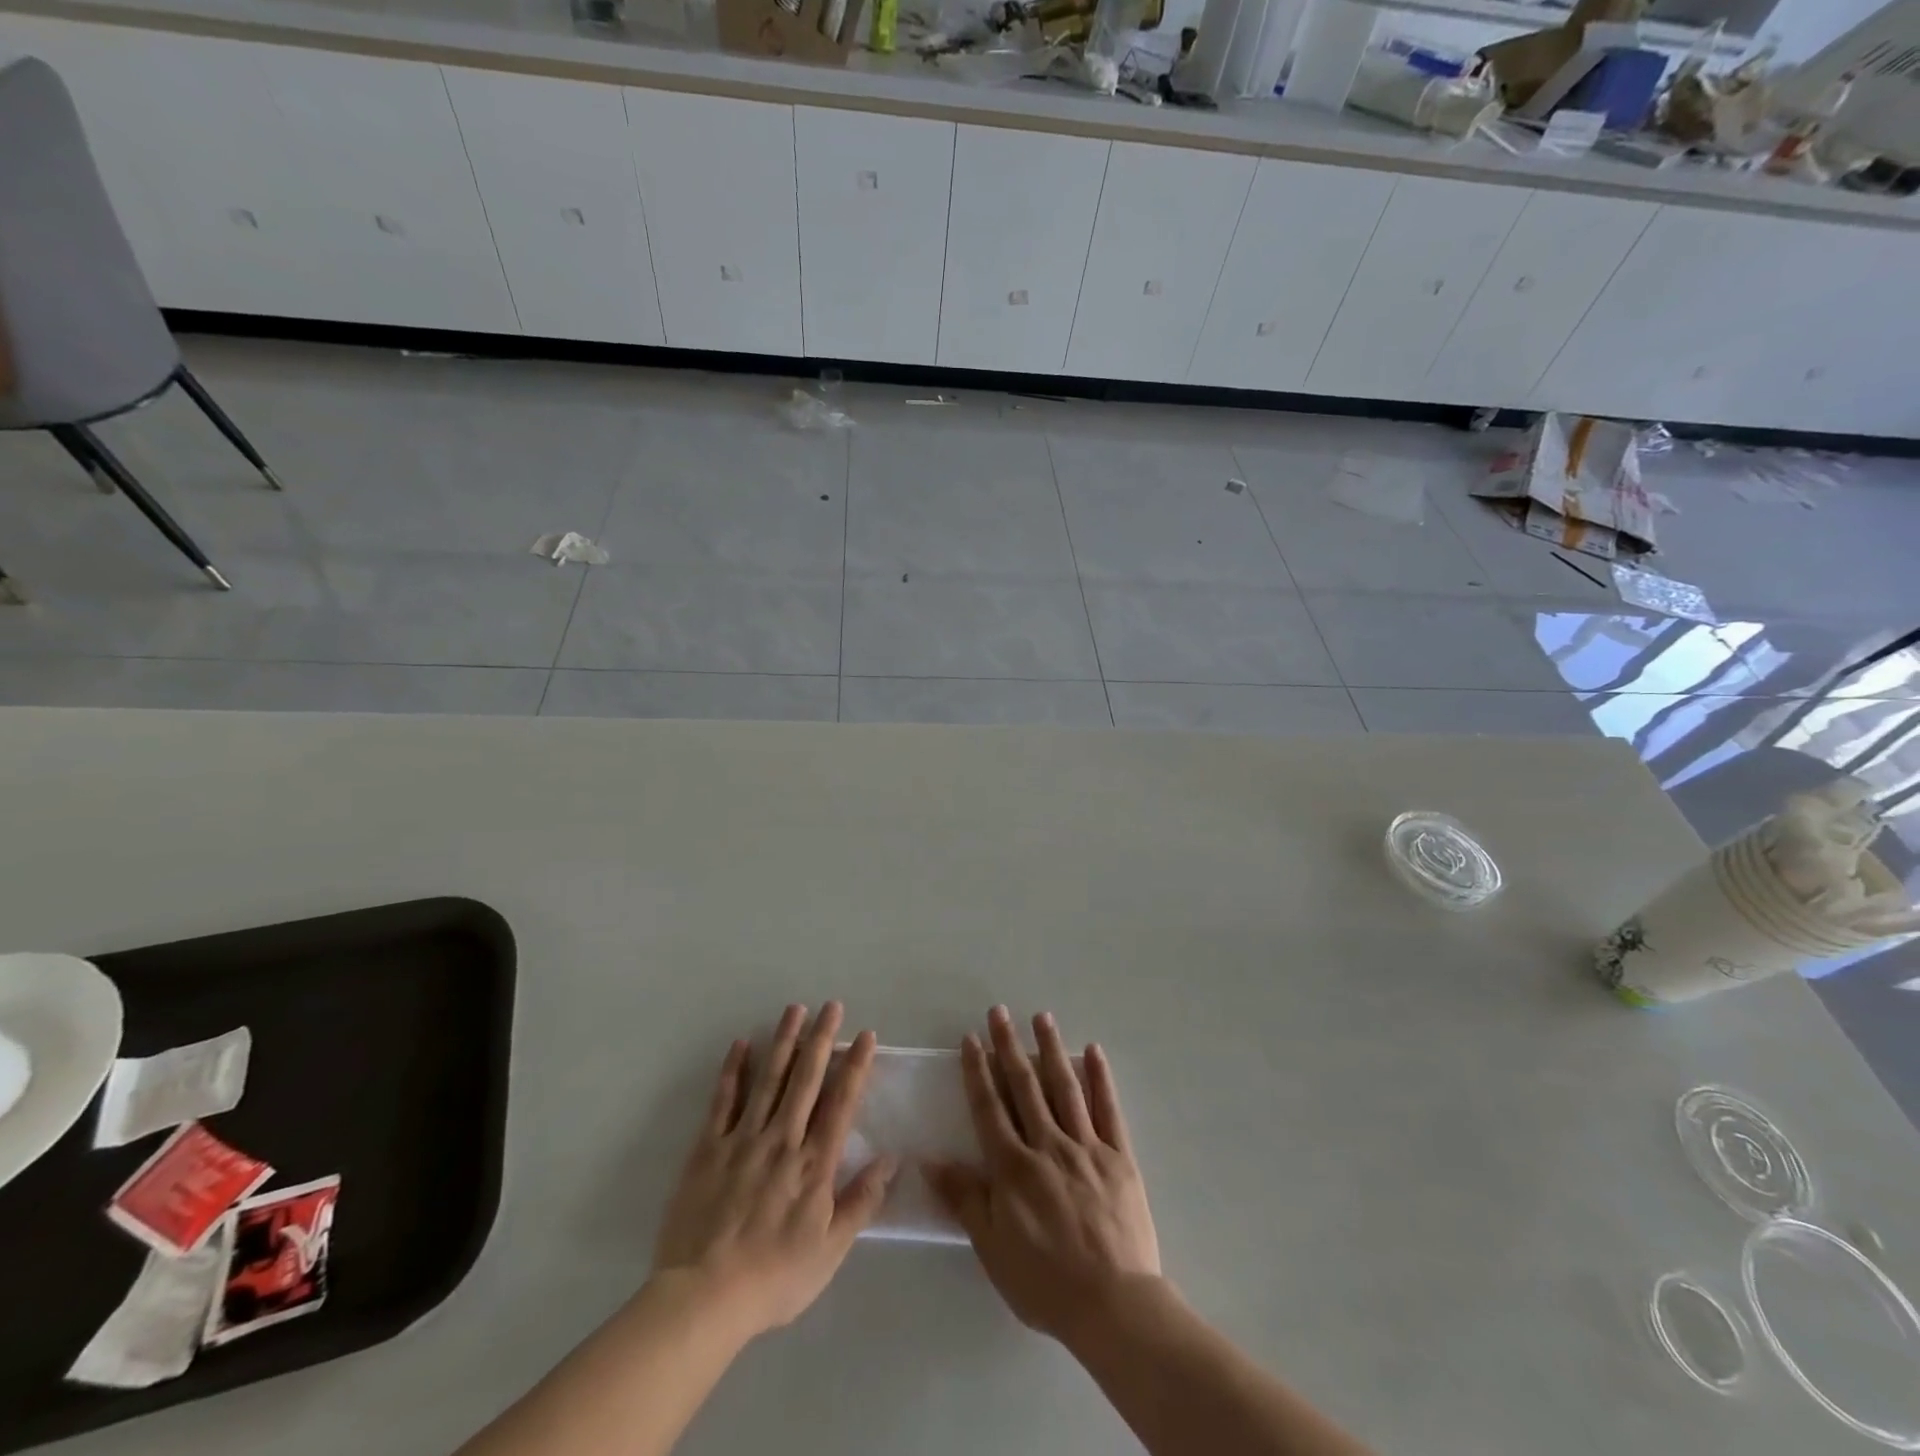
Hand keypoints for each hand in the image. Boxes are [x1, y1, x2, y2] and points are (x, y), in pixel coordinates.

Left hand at [651, 1003, 893, 1340]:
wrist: (704, 1298)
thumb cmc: (774, 1277)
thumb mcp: (830, 1251)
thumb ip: (862, 1201)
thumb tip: (892, 1159)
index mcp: (814, 1164)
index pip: (841, 1103)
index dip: (855, 1066)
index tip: (866, 1035)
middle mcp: (783, 1140)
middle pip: (806, 1080)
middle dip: (822, 1039)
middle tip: (831, 1005)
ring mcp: (743, 1140)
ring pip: (769, 1079)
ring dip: (784, 1042)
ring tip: (795, 1009)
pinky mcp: (708, 1148)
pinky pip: (723, 1101)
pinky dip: (733, 1070)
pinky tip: (742, 1044)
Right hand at [927, 1007, 1160, 1344]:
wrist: (1114, 1305)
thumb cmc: (1045, 1281)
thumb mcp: (992, 1246)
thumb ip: (964, 1198)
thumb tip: (930, 1159)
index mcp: (1014, 1166)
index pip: (990, 1107)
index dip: (978, 1071)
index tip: (971, 1039)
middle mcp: (1048, 1145)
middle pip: (1025, 1086)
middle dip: (1009, 1046)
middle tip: (999, 1012)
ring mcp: (1087, 1147)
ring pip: (1065, 1087)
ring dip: (1051, 1049)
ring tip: (1042, 1017)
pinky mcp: (1119, 1156)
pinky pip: (1109, 1109)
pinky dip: (1101, 1078)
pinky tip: (1094, 1051)